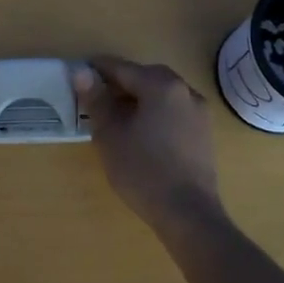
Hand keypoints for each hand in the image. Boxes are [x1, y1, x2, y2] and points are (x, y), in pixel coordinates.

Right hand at [73, 56, 224, 229]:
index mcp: (161, 86)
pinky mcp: (204, 132)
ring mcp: (199, 112)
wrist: (188, 214)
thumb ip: (96, 100)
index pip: (123, 68)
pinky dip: (155, 111)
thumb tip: (81, 72)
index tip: (79, 73)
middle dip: (120, 82)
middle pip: (146, 77)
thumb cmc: (143, 171)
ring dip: (139, 97)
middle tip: (96, 95)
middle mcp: (185, 91)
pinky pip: (174, 110)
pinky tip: (141, 131)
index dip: (98, 69)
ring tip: (116, 114)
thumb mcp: (110, 135)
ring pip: (162, 93)